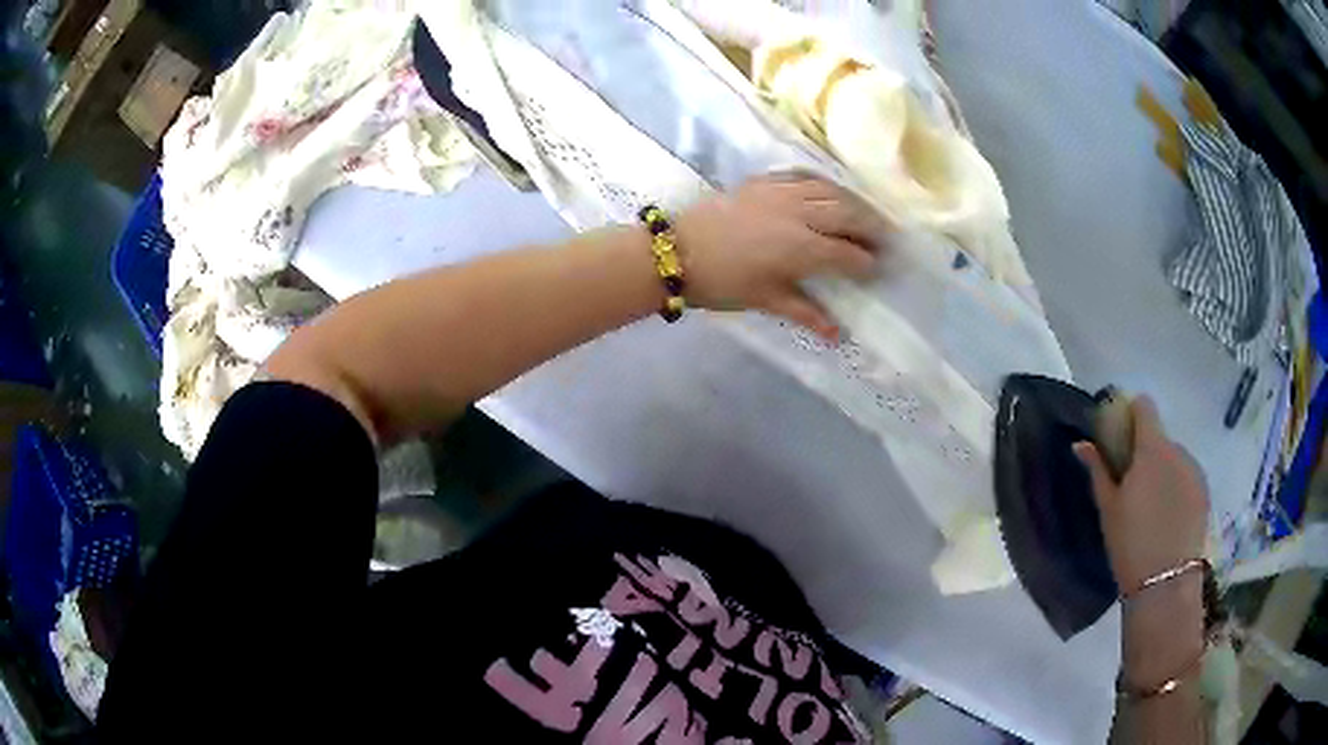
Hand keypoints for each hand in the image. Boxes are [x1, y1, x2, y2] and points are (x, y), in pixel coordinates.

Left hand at [673, 172, 885, 339]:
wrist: (676, 251)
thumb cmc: (722, 283)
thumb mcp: (765, 300)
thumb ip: (806, 312)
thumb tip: (838, 335)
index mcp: (802, 248)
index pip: (847, 253)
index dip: (867, 262)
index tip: (879, 268)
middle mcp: (800, 213)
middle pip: (848, 215)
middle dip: (872, 227)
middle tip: (887, 238)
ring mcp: (781, 192)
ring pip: (830, 190)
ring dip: (853, 202)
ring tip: (866, 214)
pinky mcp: (763, 181)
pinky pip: (804, 175)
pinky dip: (824, 183)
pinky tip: (829, 191)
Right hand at [1073, 397, 1209, 592]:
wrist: (1165, 583)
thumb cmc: (1130, 544)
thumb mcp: (1108, 509)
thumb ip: (1098, 470)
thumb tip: (1082, 444)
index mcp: (1152, 449)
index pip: (1144, 407)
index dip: (1131, 414)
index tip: (1121, 437)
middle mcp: (1178, 450)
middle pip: (1160, 437)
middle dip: (1147, 453)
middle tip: (1134, 487)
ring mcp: (1195, 470)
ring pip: (1175, 458)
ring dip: (1164, 471)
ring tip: (1153, 508)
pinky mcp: (1204, 491)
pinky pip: (1187, 477)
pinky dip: (1177, 487)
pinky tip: (1169, 518)